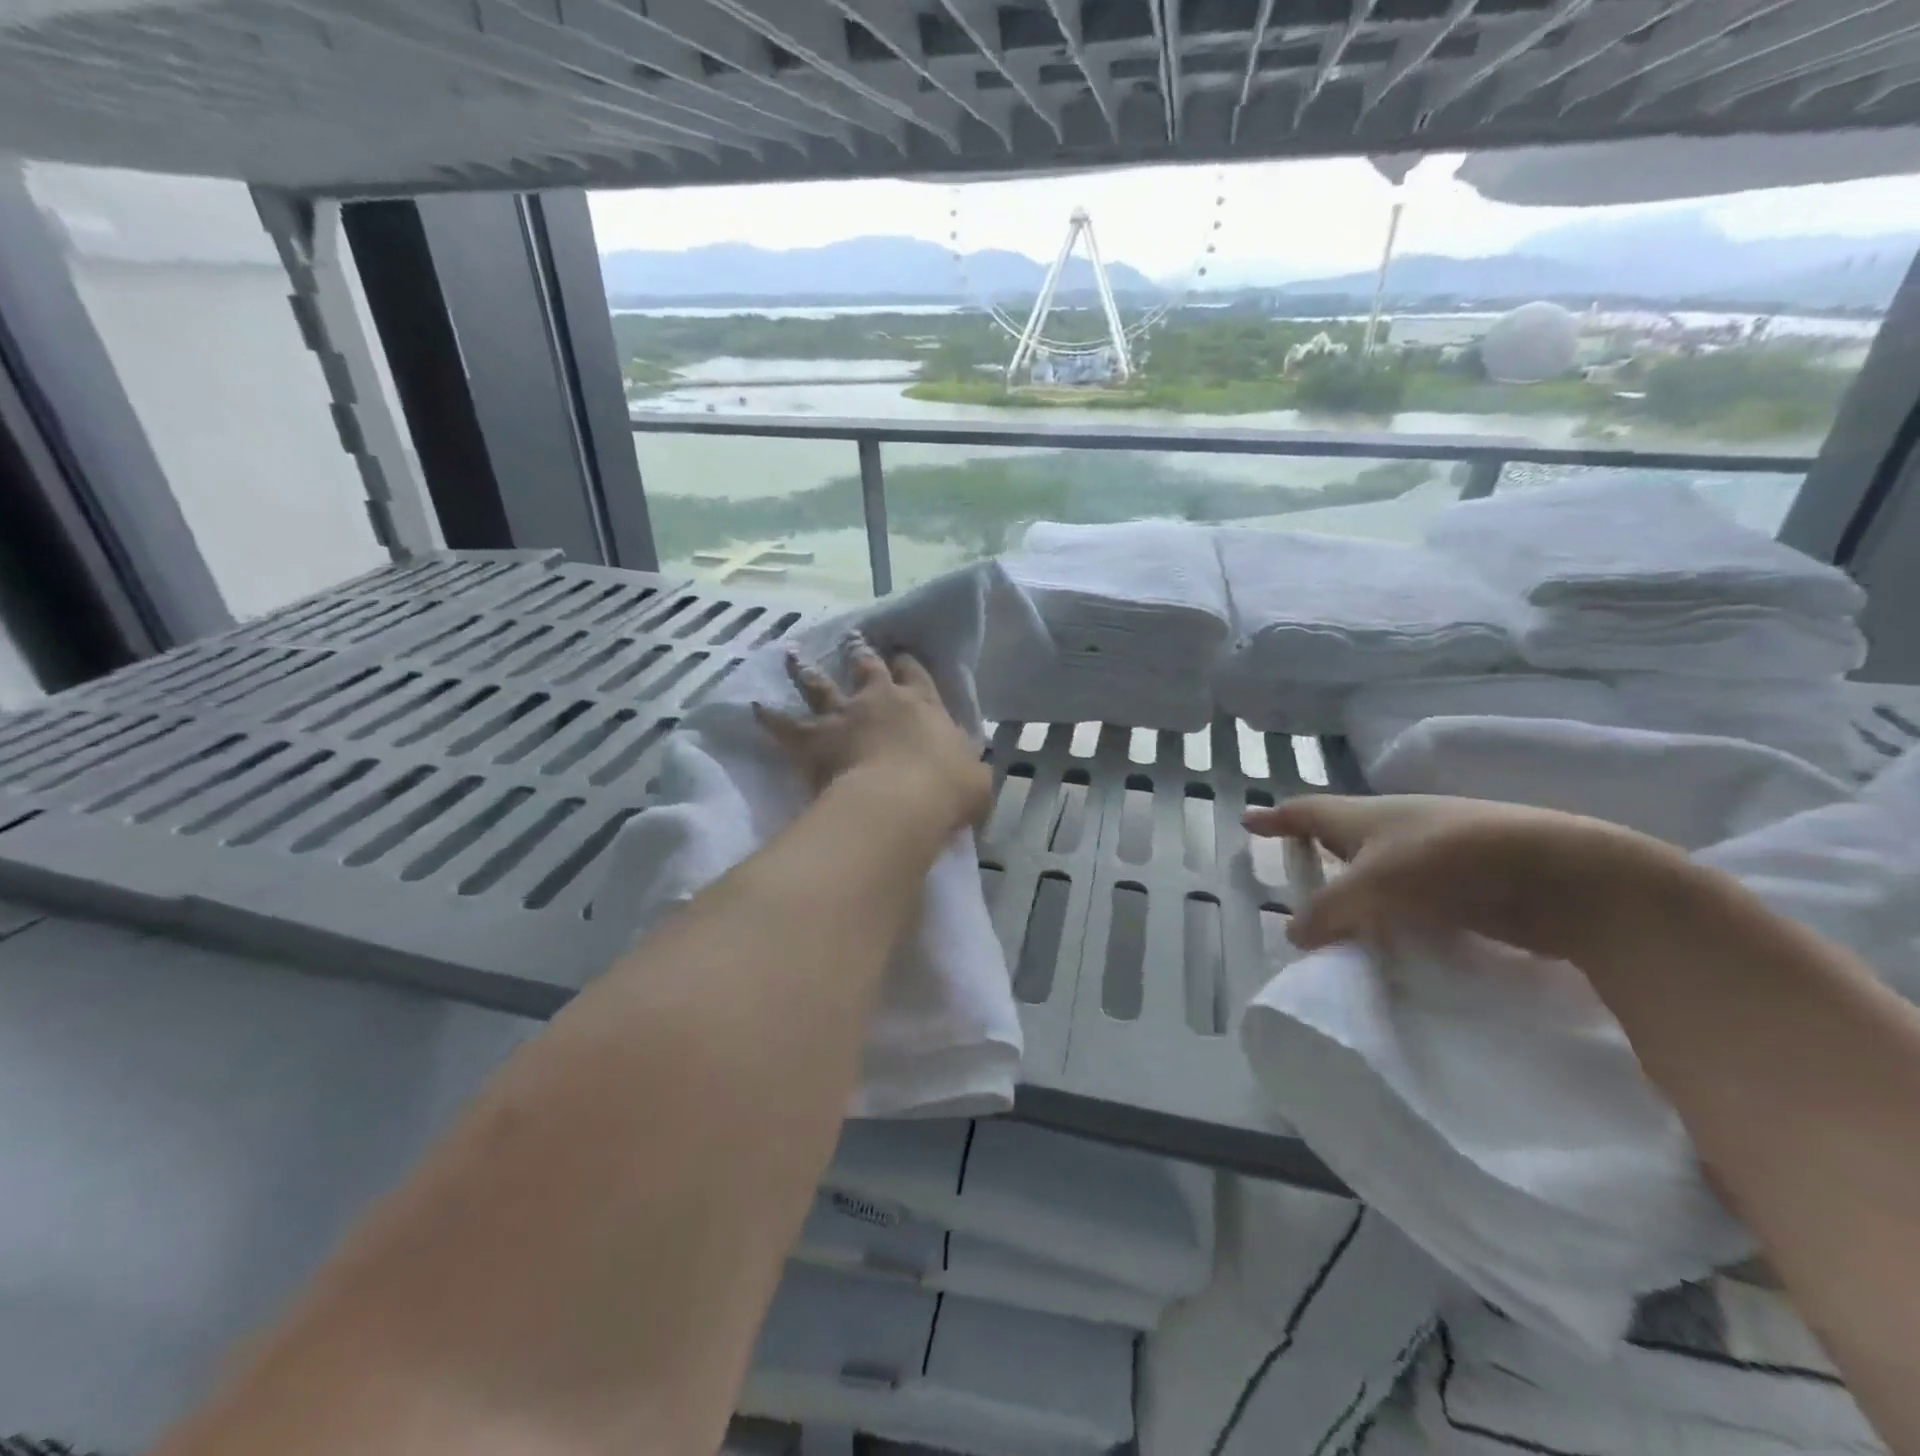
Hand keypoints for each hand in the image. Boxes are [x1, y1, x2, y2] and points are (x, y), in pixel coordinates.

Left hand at [756, 636, 991, 836]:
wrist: (902, 801)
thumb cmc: (947, 789)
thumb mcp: (975, 778)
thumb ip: (969, 769)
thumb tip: (969, 771)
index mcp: (922, 704)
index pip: (915, 674)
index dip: (907, 663)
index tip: (900, 654)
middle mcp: (880, 700)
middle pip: (866, 666)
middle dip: (858, 651)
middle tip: (851, 638)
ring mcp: (843, 715)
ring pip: (819, 685)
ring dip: (804, 669)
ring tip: (792, 654)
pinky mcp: (812, 739)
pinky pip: (783, 725)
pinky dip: (767, 716)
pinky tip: (754, 707)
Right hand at [1245, 794, 1687, 961]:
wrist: (1563, 876)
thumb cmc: (1452, 860)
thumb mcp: (1376, 883)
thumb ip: (1329, 910)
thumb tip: (1291, 934)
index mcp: (1366, 815)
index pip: (1307, 811)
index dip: (1276, 818)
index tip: (1247, 821)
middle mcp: (1395, 829)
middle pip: (1342, 836)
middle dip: (1314, 851)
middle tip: (1290, 873)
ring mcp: (1433, 857)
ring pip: (1376, 871)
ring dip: (1353, 890)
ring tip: (1332, 920)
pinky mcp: (1465, 888)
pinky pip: (1408, 900)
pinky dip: (1388, 916)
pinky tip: (1386, 940)